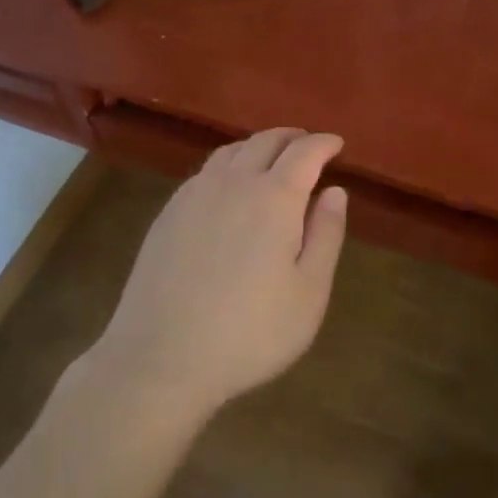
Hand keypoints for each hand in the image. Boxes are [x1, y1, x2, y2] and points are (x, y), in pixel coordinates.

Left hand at [95, 128, 347, 419]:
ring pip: (232, 151)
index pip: (305, 152)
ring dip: (258, 146)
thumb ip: (326, 235)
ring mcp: (195, 195)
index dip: (324, 143)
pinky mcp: (168, 213)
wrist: (160, 360)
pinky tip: (230, 185)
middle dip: (292, 137)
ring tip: (272, 158)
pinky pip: (206, 171)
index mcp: (275, 198)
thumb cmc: (249, 333)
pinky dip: (229, 164)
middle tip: (308, 145)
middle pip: (266, 141)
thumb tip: (335, 191)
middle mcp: (234, 183)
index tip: (337, 143)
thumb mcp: (309, 293)